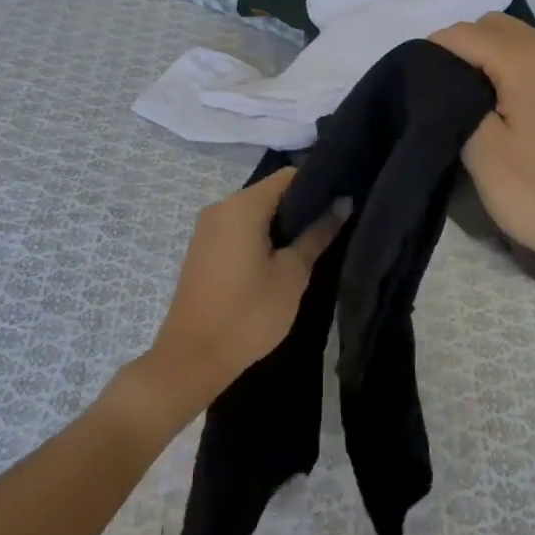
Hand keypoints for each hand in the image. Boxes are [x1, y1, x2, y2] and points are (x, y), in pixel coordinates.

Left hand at [135, 168, 339, 424]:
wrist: (192, 358)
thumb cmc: (248, 313)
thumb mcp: (292, 274)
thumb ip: (317, 234)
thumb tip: (342, 203)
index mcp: (243, 205)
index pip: (289, 176)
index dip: (318, 183)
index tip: (342, 198)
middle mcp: (221, 207)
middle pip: (270, 192)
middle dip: (301, 206)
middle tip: (332, 225)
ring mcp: (207, 228)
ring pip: (254, 212)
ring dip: (281, 224)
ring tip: (312, 243)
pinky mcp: (202, 249)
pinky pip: (238, 229)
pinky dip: (261, 236)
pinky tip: (280, 258)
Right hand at [432, 14, 534, 293]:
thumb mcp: (482, 151)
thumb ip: (455, 100)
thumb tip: (444, 78)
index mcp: (527, 58)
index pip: (463, 33)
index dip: (432, 52)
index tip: (415, 85)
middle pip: (492, 26)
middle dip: (461, 48)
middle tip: (441, 92)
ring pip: (515, 39)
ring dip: (487, 57)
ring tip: (468, 101)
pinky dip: (511, 68)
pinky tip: (501, 107)